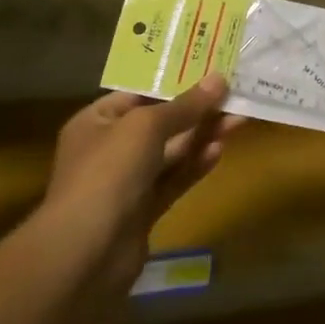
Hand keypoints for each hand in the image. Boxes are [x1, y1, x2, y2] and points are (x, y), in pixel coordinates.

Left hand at [36, 77, 241, 300]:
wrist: (85, 253)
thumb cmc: (108, 173)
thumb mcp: (147, 126)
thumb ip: (185, 105)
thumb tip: (219, 79)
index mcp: (96, 121)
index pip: (138, 94)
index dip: (174, 81)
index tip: (210, 70)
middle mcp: (109, 148)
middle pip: (160, 123)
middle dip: (197, 110)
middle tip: (234, 94)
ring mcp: (126, 182)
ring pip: (171, 152)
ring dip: (203, 136)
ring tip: (239, 118)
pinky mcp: (143, 210)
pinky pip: (174, 179)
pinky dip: (195, 165)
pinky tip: (220, 150)